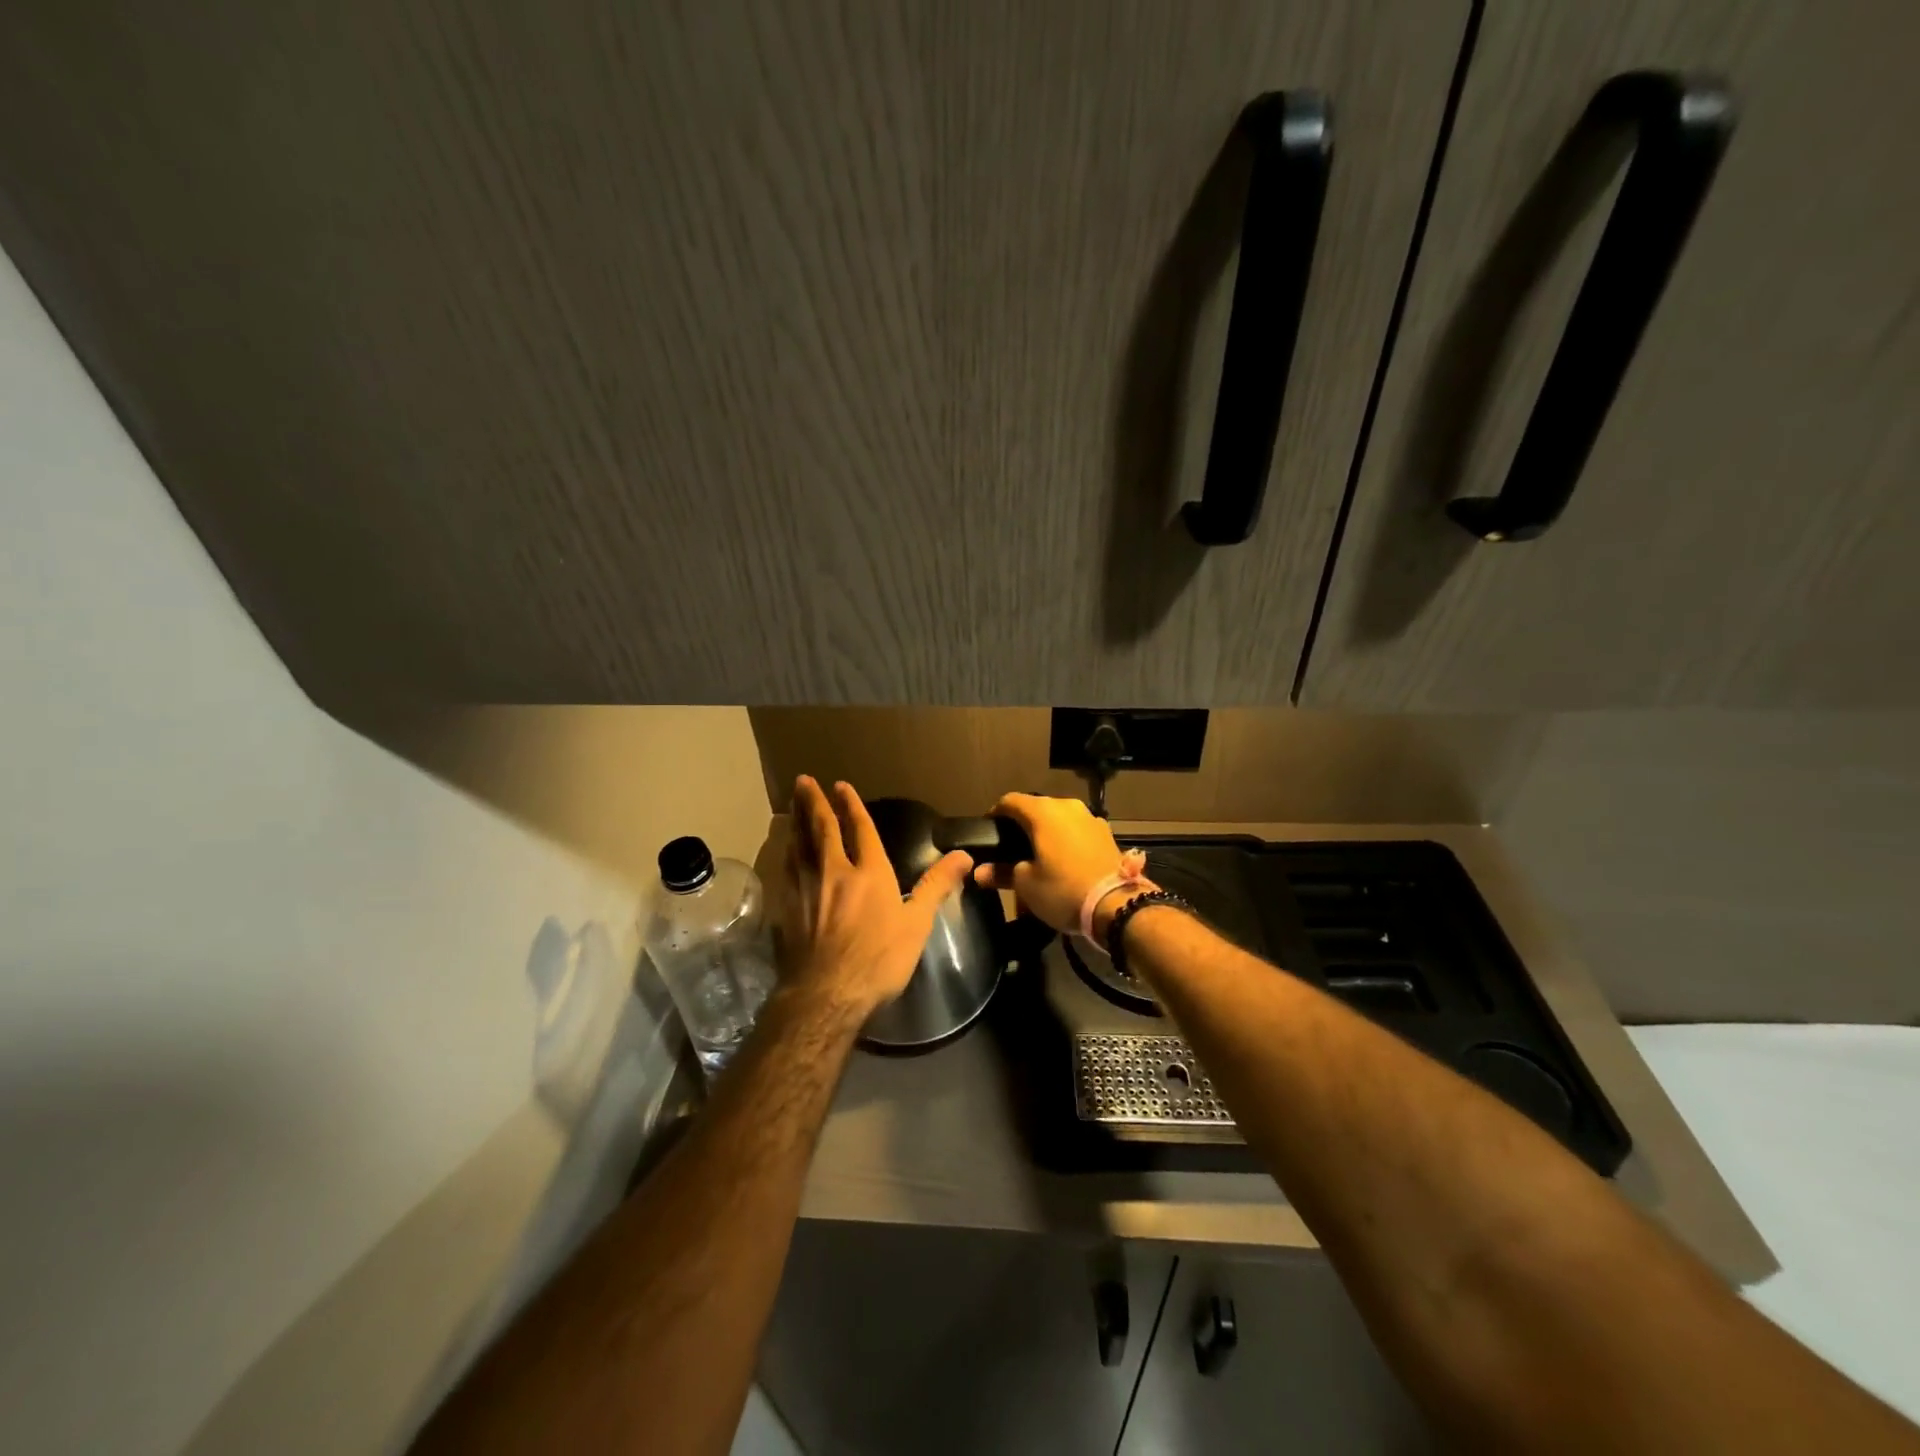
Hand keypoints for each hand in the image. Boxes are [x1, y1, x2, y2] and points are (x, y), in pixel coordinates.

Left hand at [776, 776, 972, 1019]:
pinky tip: (785, 850)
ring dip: (796, 821)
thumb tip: (964, 855)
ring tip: (792, 805)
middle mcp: (834, 871)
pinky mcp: (786, 907)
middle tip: (804, 781)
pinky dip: (786, 851)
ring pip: (799, 844)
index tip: (841, 786)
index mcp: (869, 872)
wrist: (826, 994)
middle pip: (822, 828)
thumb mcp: (917, 923)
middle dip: (814, 802)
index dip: (852, 806)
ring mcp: (805, 888)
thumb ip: (936, 885)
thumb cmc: (879, 959)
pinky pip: (786, 868)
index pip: (860, 828)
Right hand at [972, 793, 1134, 938]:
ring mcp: (1090, 818)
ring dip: (1047, 835)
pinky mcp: (1106, 834)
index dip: (995, 815)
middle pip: (1036, 809)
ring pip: (1059, 820)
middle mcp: (1067, 806)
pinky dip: (1066, 842)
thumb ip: (1001, 872)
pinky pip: (1077, 832)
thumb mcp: (1026, 885)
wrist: (1118, 905)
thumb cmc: (1063, 890)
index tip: (989, 833)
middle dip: (1022, 827)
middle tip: (1012, 851)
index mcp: (1043, 811)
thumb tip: (980, 872)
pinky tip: (1065, 863)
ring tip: (1040, 859)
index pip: (1009, 801)